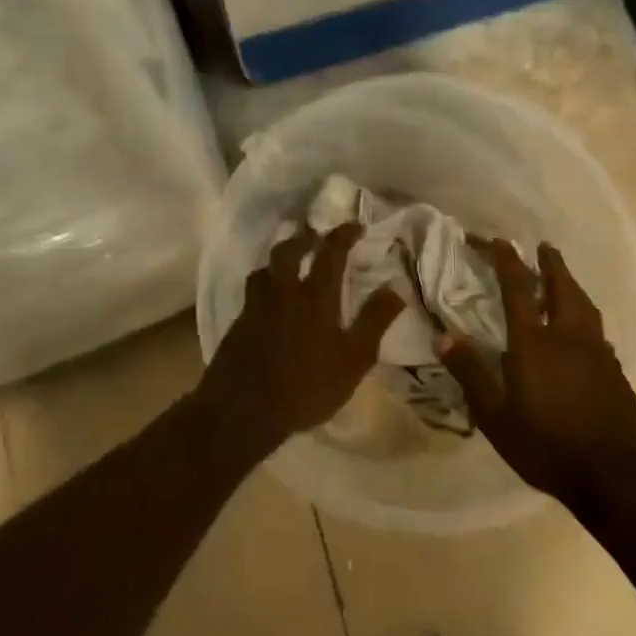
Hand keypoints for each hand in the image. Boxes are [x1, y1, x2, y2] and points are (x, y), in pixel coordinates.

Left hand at [196, 221, 404, 452]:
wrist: (243, 409)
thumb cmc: (306, 386)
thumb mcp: (353, 359)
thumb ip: (374, 320)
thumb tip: (397, 286)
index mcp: (315, 297)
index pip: (330, 253)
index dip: (343, 235)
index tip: (354, 225)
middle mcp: (283, 293)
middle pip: (288, 251)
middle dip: (304, 238)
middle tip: (316, 236)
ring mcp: (256, 307)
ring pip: (264, 270)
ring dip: (279, 260)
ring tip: (288, 264)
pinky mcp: (238, 325)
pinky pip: (252, 293)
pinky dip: (264, 286)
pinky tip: (269, 302)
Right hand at [440, 239, 635, 502]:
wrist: (614, 478)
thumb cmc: (546, 446)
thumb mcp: (495, 416)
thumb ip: (471, 373)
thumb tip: (443, 336)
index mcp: (535, 344)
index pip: (518, 289)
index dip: (507, 261)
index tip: (500, 241)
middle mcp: (569, 338)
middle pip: (562, 288)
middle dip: (551, 264)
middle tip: (543, 247)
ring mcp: (598, 354)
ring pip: (586, 306)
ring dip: (572, 285)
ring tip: (563, 278)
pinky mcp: (616, 372)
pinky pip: (598, 330)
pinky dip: (585, 316)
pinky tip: (582, 330)